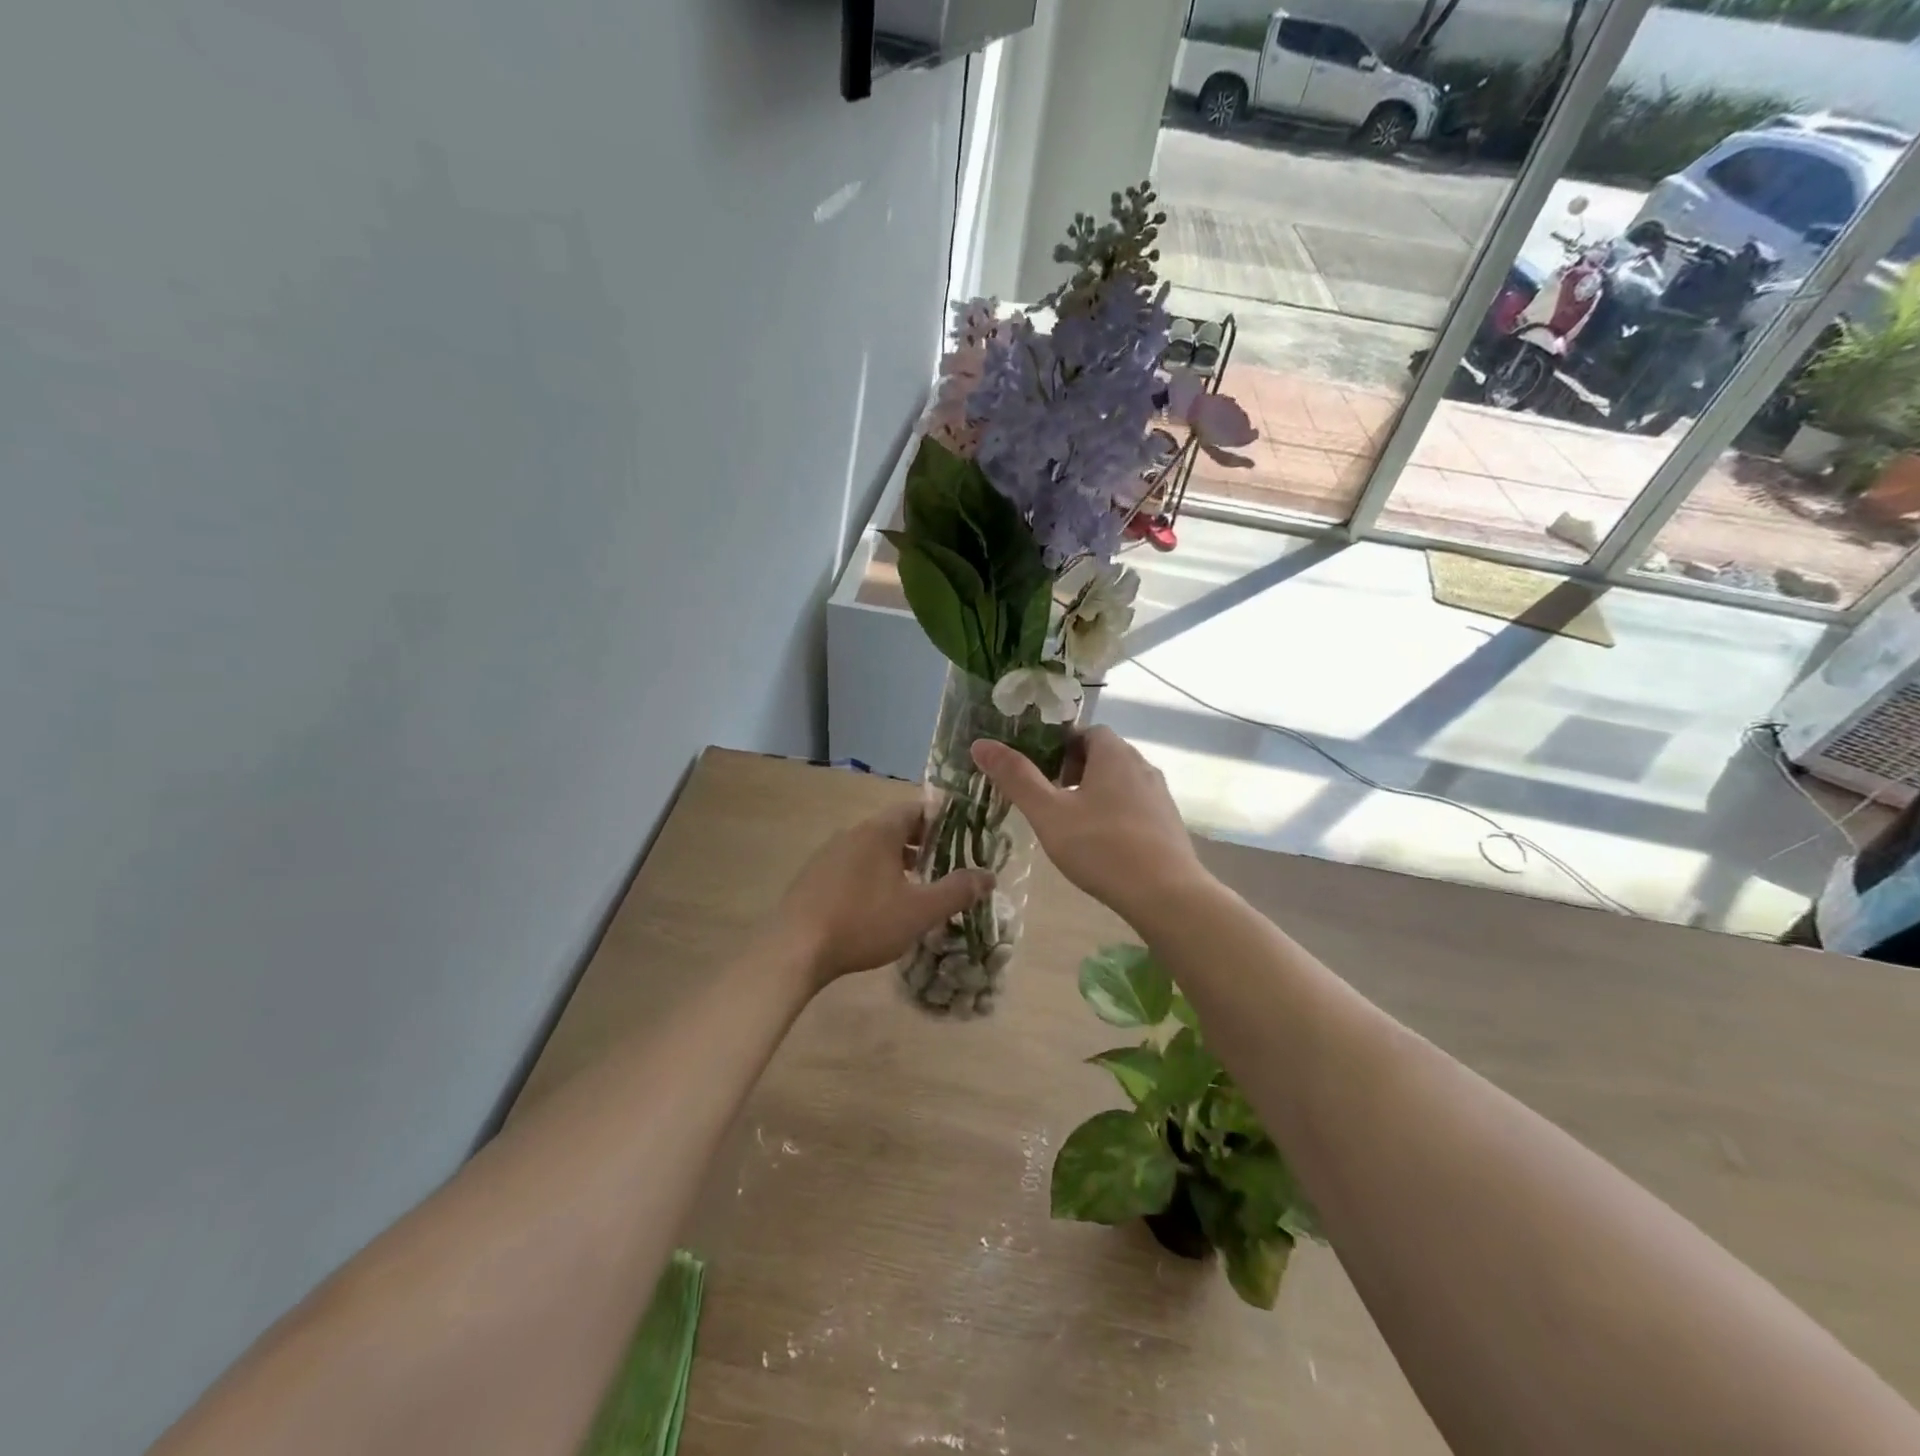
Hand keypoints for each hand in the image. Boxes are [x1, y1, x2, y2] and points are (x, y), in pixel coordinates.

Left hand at [776, 802, 993, 986]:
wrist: (794, 949)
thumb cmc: (863, 922)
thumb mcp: (920, 911)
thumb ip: (957, 891)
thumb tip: (989, 876)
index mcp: (879, 831)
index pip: (916, 808)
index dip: (942, 820)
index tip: (962, 838)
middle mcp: (853, 833)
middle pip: (894, 827)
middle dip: (922, 844)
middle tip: (944, 865)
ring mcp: (828, 854)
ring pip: (872, 848)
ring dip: (896, 862)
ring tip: (915, 888)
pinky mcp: (813, 877)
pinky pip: (852, 865)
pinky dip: (872, 875)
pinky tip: (877, 906)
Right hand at [972, 727, 1207, 922]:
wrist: (1166, 894)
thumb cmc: (1101, 847)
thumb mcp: (1048, 813)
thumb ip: (1016, 778)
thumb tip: (981, 744)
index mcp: (1114, 754)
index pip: (1087, 732)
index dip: (1061, 746)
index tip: (1041, 771)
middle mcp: (1142, 766)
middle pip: (1104, 756)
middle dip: (1075, 770)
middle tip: (1051, 798)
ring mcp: (1160, 796)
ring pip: (1121, 782)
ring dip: (1096, 793)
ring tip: (1073, 824)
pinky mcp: (1169, 824)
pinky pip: (1136, 806)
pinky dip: (1116, 814)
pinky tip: (1102, 845)